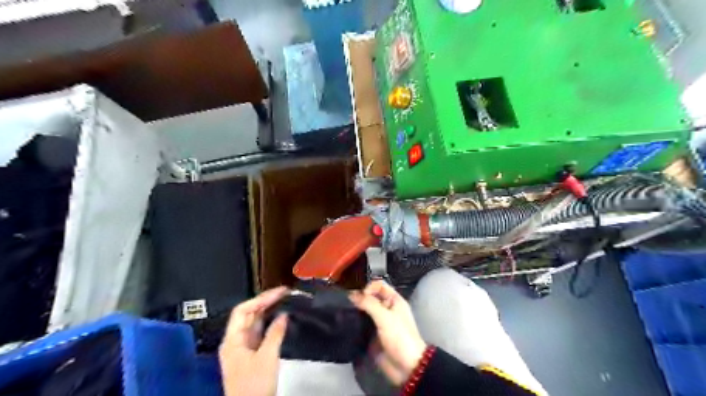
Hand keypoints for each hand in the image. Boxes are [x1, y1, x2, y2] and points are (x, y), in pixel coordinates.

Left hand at [218, 286, 289, 394]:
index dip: (260, 299)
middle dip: (265, 303)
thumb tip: (283, 315)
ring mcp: (243, 349)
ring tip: (284, 302)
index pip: (243, 311)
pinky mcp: (252, 356)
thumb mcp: (267, 357)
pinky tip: (281, 321)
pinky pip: (260, 334)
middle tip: (284, 294)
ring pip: (255, 324)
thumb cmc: (254, 385)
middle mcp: (235, 342)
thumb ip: (275, 333)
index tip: (279, 292)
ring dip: (268, 313)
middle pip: (248, 316)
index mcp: (232, 340)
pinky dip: (270, 325)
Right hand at [350, 280, 426, 383]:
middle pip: (370, 297)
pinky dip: (354, 323)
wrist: (406, 367)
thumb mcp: (385, 317)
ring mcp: (378, 322)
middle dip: (358, 298)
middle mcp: (386, 309)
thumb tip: (351, 294)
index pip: (378, 285)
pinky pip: (361, 325)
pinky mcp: (372, 335)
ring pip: (364, 311)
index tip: (359, 296)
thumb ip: (368, 304)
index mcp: (393, 300)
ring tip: (342, 311)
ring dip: (355, 310)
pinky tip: (344, 322)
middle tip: (345, 302)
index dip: (368, 287)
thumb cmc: (399, 337)